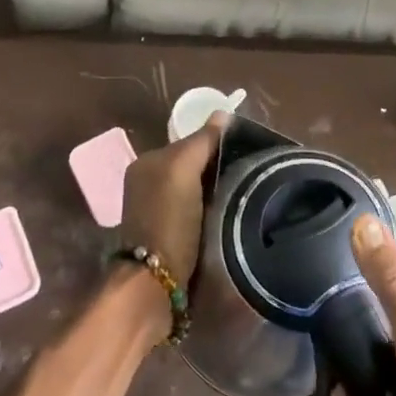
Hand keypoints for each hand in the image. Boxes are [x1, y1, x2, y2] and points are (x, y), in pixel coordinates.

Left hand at [118, 113, 229, 285]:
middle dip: (216, 169)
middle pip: (192, 167)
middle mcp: (147, 184)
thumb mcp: (182, 170)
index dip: (214, 144)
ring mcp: (157, 212)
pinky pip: (196, 213)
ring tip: (244, 195)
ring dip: (216, 192)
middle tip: (249, 174)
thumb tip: (223, 112)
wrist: (154, 282)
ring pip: (196, 191)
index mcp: (146, 163)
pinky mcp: (169, 237)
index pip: (188, 143)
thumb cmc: (167, 219)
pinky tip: (228, 216)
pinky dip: (211, 212)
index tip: (245, 151)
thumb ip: (201, 141)